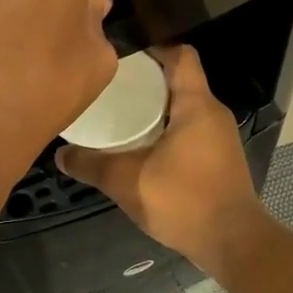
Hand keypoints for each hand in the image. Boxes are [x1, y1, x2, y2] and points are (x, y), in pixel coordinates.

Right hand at [55, 46, 270, 275]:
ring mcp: (220, 138)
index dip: (152, 50)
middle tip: (110, 90)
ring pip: (184, 110)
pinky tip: (141, 150)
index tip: (121, 59)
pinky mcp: (220, 160)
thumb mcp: (127, 181)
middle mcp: (213, 114)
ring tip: (120, 118)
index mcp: (196, 106)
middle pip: (179, 82)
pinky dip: (166, 132)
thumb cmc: (183, 200)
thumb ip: (91, 165)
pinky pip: (190, 132)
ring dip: (155, 111)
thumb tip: (60, 154)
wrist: (232, 242)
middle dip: (145, 83)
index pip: (180, 56)